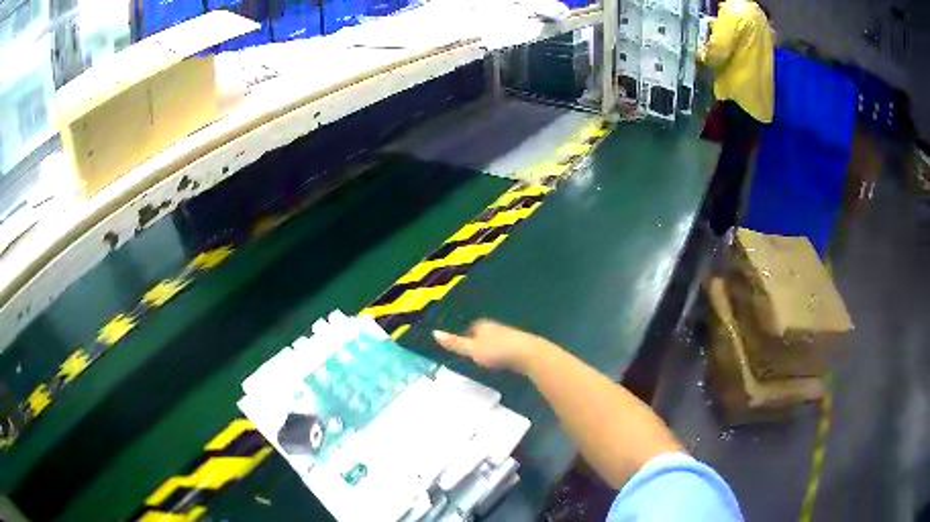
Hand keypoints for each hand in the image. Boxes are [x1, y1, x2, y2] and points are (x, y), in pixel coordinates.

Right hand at [432, 320, 546, 373]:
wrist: (528, 354)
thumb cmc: (497, 351)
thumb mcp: (472, 350)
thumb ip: (455, 343)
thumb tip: (434, 333)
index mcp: (483, 326)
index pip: (471, 329)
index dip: (466, 338)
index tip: (463, 350)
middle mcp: (496, 327)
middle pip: (484, 334)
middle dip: (479, 342)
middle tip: (473, 356)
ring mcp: (510, 335)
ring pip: (496, 340)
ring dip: (491, 348)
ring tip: (487, 361)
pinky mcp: (520, 345)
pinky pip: (507, 347)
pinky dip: (502, 353)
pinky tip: (503, 362)